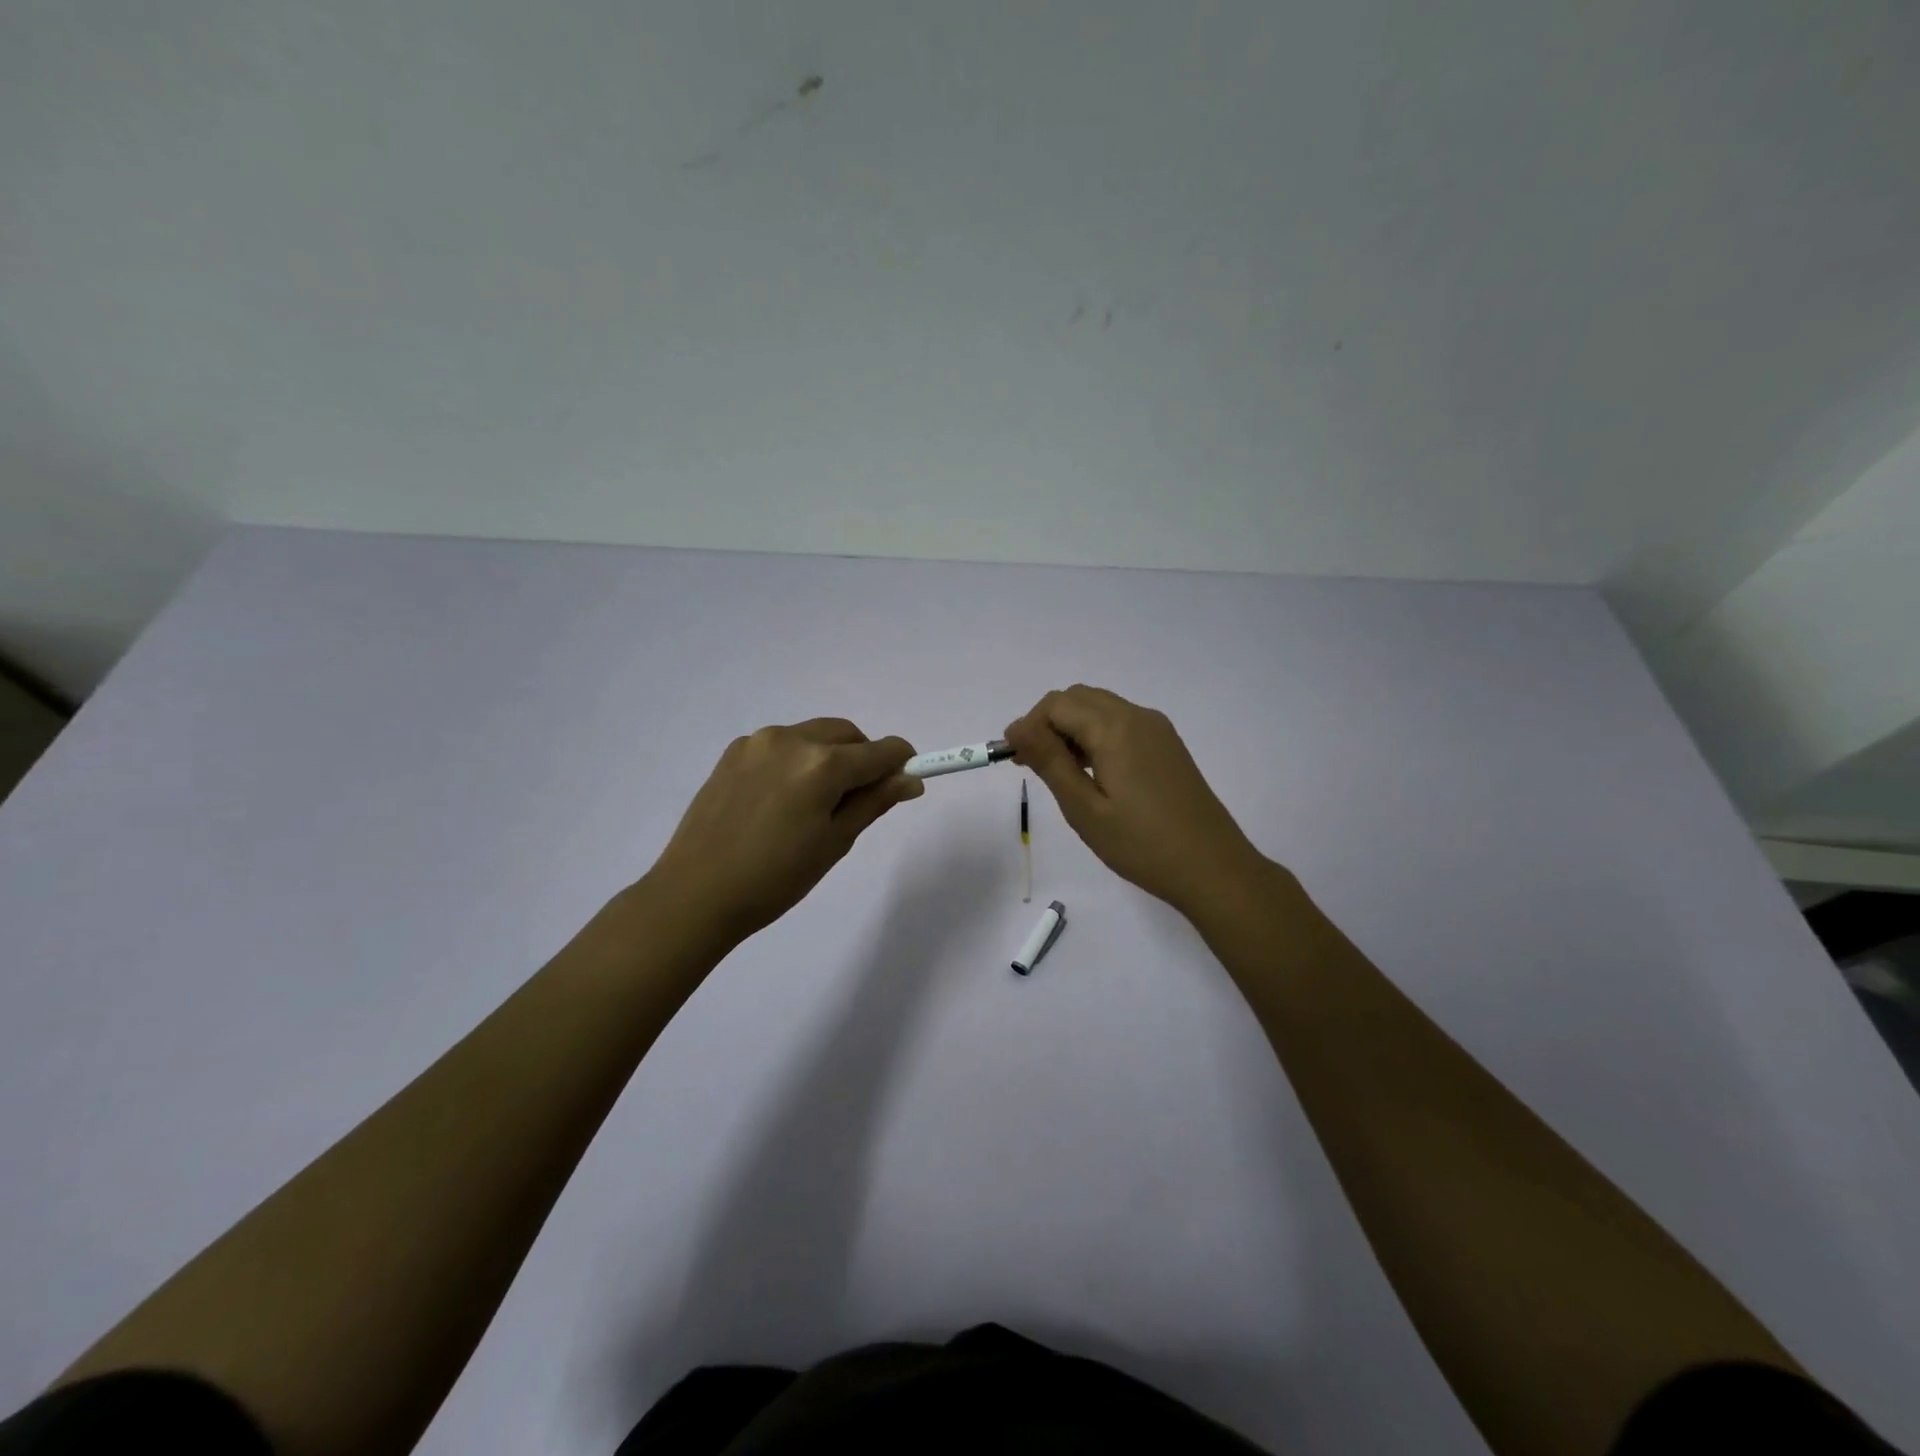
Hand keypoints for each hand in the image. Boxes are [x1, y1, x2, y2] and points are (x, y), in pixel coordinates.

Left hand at [646, 718, 923, 944]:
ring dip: (829, 756)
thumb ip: (874, 802)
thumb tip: (911, 779)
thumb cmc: (775, 878)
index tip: (906, 781)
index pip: (881, 750)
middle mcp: (792, 739)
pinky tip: (782, 799)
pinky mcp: (733, 751)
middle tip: (858, 800)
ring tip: (814, 803)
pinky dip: (797, 760)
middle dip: (864, 758)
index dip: (902, 763)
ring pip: (814, 735)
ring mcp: (758, 741)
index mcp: (823, 764)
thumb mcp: (834, 842)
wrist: (695, 893)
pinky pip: (782, 744)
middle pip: (848, 734)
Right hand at [1004, 685, 1264, 915]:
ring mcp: (1157, 729)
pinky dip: (1096, 735)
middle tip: (1031, 764)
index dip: (1028, 725)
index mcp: (1115, 728)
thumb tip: (1016, 728)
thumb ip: (1050, 761)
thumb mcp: (1084, 808)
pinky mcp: (1167, 745)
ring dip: (1071, 728)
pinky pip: (1121, 723)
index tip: (1013, 759)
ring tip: (1058, 771)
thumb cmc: (1141, 844)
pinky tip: (1092, 772)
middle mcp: (1137, 716)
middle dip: (1047, 722)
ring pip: (1100, 708)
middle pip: (1078, 699)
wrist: (1212, 868)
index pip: (1057, 705)